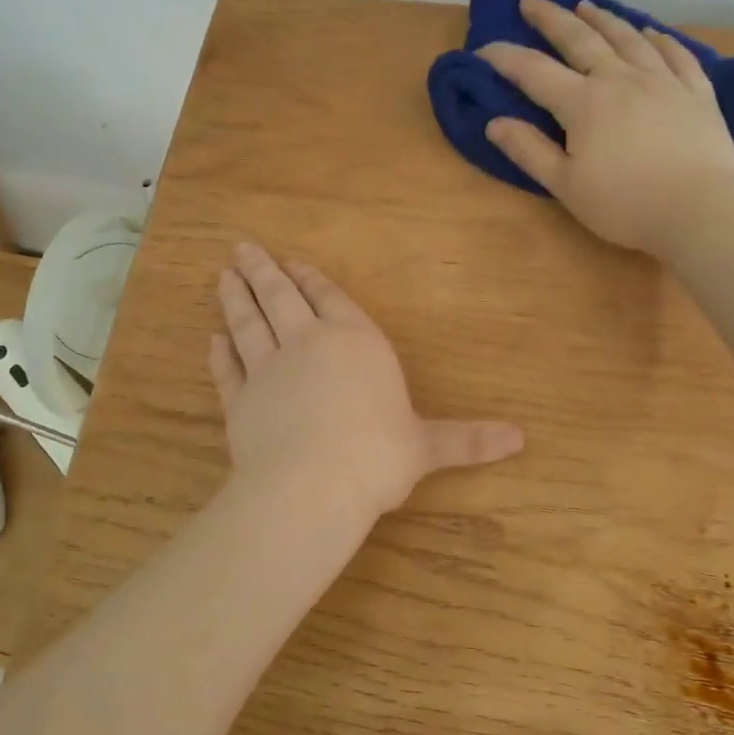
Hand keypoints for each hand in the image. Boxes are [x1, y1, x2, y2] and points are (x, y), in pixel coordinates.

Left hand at [208, 243, 523, 518]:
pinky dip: (219, 354)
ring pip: (247, 323)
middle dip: (264, 271)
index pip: (331, 300)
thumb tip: (521, 438)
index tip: (294, 263)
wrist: (312, 486)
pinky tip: (211, 339)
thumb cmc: (377, 456)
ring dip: (235, 297)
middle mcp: (307, 344)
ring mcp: (267, 371)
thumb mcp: (427, 446)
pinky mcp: (239, 402)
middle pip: (281, 297)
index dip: (313, 280)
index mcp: (355, 342)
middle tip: (243, 248)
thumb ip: (468, 439)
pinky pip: (227, 370)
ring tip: (223, 274)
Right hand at [478, 0, 733, 255]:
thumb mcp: (565, 185)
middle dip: (551, 18)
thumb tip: (494, 123)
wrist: (698, 210)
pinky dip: (660, 38)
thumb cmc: (624, 204)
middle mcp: (621, 79)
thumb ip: (529, 151)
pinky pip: (677, 54)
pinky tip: (651, 31)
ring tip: (586, 5)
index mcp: (584, 103)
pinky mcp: (697, 92)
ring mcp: (664, 81)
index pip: (535, 72)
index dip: (506, 58)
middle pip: (581, 39)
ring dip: (603, 18)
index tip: (483, 48)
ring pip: (629, 38)